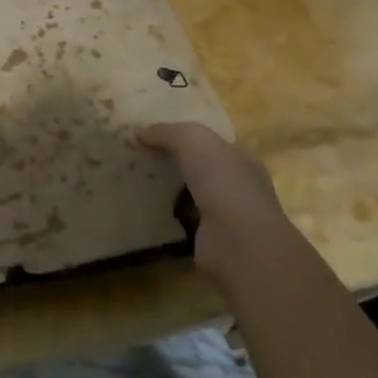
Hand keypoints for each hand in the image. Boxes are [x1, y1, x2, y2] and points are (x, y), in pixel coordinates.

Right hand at [138, 122, 282, 273]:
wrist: (239, 245)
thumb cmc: (224, 183)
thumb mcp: (193, 141)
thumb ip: (168, 132)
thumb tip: (140, 133)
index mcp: (241, 160)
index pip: (212, 144)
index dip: (185, 137)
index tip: (152, 136)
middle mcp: (238, 188)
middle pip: (200, 170)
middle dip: (174, 165)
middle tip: (138, 159)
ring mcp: (226, 218)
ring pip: (190, 197)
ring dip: (168, 194)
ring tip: (135, 184)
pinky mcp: (210, 243)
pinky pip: (181, 225)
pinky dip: (165, 220)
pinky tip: (143, 212)